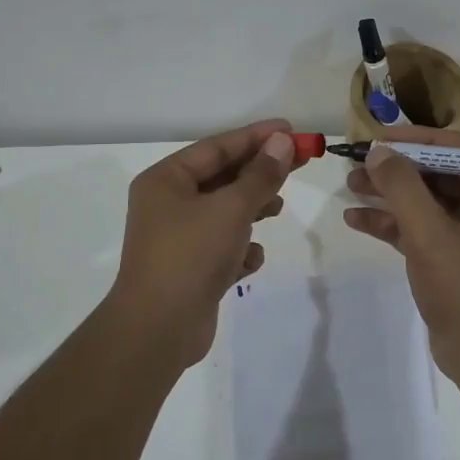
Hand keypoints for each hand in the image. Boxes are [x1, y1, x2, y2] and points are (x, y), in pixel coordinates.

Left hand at [106, 119, 296, 367]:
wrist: (158, 329)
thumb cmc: (191, 255)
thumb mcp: (231, 208)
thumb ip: (260, 175)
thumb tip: (282, 142)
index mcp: (166, 180)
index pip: (217, 147)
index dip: (256, 137)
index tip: (292, 130)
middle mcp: (167, 204)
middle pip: (222, 177)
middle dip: (260, 172)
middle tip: (301, 162)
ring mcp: (178, 238)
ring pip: (224, 212)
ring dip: (252, 209)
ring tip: (277, 207)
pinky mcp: (190, 269)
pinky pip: (222, 246)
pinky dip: (240, 249)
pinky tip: (250, 260)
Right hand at [341, 125, 459, 382]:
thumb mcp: (429, 234)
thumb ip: (402, 188)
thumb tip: (378, 152)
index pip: (458, 149)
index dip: (417, 139)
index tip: (379, 138)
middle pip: (439, 173)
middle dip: (397, 168)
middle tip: (358, 162)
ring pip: (426, 200)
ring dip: (390, 194)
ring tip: (350, 185)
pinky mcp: (453, 256)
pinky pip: (421, 228)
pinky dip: (392, 223)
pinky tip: (356, 219)